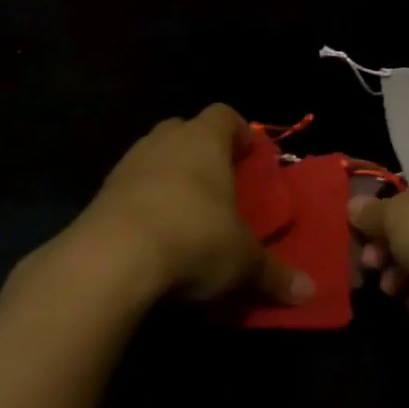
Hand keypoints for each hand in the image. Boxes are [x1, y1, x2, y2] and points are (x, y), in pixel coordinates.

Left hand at [81, 105, 312, 307]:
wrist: (109, 261)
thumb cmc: (193, 239)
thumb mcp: (243, 262)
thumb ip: (274, 274)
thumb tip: (309, 292)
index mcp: (204, 141)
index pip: (224, 115)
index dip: (239, 132)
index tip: (250, 157)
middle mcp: (164, 143)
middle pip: (184, 130)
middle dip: (201, 151)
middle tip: (219, 182)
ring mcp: (126, 166)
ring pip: (152, 157)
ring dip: (168, 176)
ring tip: (186, 212)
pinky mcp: (99, 196)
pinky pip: (128, 189)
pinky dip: (142, 204)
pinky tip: (154, 236)